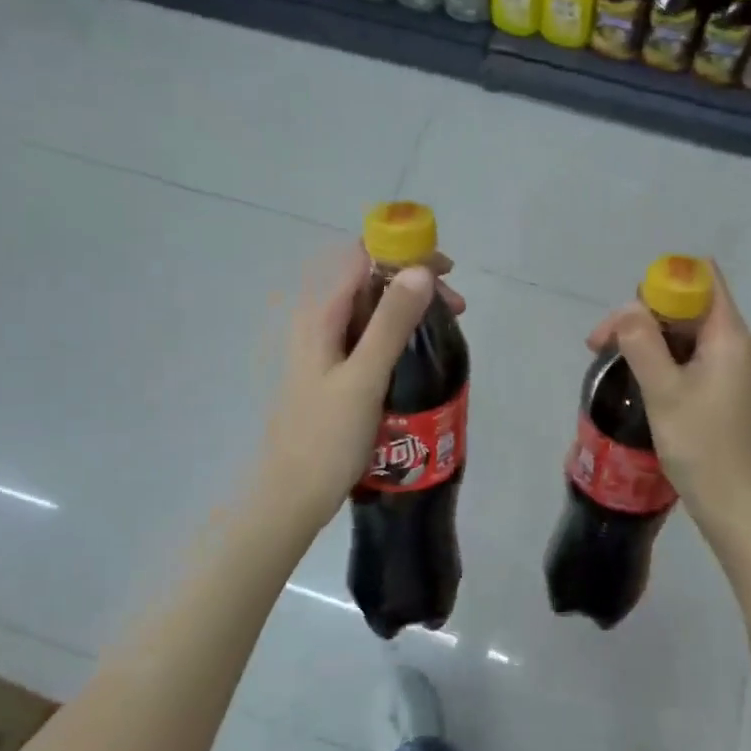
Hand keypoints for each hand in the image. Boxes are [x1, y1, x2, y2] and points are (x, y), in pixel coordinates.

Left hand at [248, 244, 465, 540]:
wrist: (293, 496)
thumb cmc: (326, 438)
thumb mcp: (364, 379)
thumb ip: (390, 324)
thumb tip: (421, 270)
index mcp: (321, 316)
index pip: (362, 258)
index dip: (404, 253)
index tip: (445, 271)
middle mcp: (321, 323)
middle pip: (371, 281)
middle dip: (415, 283)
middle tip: (456, 308)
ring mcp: (327, 349)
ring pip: (374, 310)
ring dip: (411, 309)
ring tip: (446, 329)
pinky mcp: (337, 372)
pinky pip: (372, 337)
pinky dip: (400, 333)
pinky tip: (421, 352)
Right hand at [586, 263, 750, 551]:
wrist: (740, 510)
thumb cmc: (703, 448)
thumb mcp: (664, 392)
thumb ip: (642, 342)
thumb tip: (626, 309)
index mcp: (732, 335)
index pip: (702, 279)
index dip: (660, 284)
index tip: (626, 316)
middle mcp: (740, 343)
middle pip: (689, 305)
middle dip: (644, 315)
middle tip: (601, 346)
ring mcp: (737, 368)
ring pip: (688, 334)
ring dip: (650, 340)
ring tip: (613, 364)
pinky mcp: (730, 390)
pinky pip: (695, 358)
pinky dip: (665, 360)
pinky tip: (641, 381)